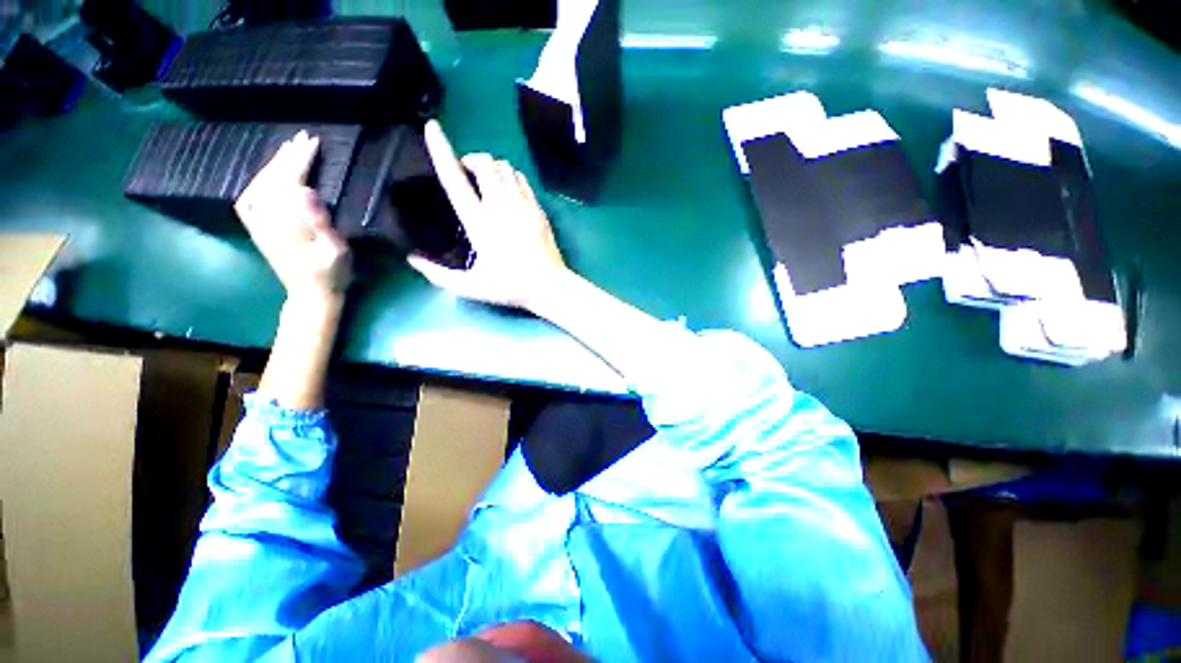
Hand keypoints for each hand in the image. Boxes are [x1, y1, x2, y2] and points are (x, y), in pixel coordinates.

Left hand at [235, 131, 350, 300]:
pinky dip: (258, 181)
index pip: (289, 182)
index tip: (313, 144)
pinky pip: (249, 198)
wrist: (311, 295)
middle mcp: (265, 219)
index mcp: (286, 222)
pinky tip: (267, 175)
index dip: (300, 162)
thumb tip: (305, 191)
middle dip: (287, 157)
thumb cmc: (332, 274)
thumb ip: (319, 222)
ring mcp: (258, 224)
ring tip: (288, 150)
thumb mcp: (335, 251)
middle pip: (272, 180)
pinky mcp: (258, 229)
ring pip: (259, 185)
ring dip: (274, 165)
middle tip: (303, 139)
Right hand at [408, 120, 567, 308]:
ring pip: (505, 166)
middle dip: (471, 160)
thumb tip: (412, 260)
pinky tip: (507, 190)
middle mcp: (501, 206)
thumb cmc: (510, 286)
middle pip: (484, 163)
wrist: (549, 285)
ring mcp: (523, 205)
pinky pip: (521, 178)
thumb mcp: (471, 287)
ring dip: (491, 166)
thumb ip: (439, 275)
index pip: (455, 180)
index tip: (432, 128)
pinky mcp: (538, 208)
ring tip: (486, 182)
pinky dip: (510, 175)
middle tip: (466, 175)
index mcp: (480, 223)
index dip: (441, 151)